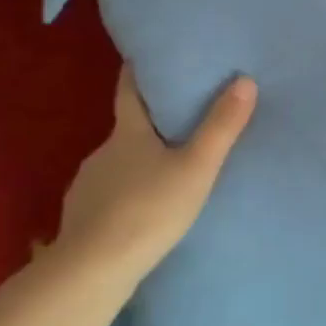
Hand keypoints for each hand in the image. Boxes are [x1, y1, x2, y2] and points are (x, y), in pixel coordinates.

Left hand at [54, 66, 256, 283]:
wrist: (93, 268)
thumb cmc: (149, 209)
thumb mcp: (196, 168)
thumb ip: (221, 127)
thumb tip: (245, 80)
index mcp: (128, 134)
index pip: (129, 92)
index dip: (135, 72)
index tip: (141, 56)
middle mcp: (103, 152)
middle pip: (126, 130)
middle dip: (147, 125)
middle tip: (176, 124)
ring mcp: (87, 185)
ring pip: (117, 165)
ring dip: (136, 164)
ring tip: (162, 174)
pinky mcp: (80, 217)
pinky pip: (106, 196)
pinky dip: (122, 196)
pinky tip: (138, 212)